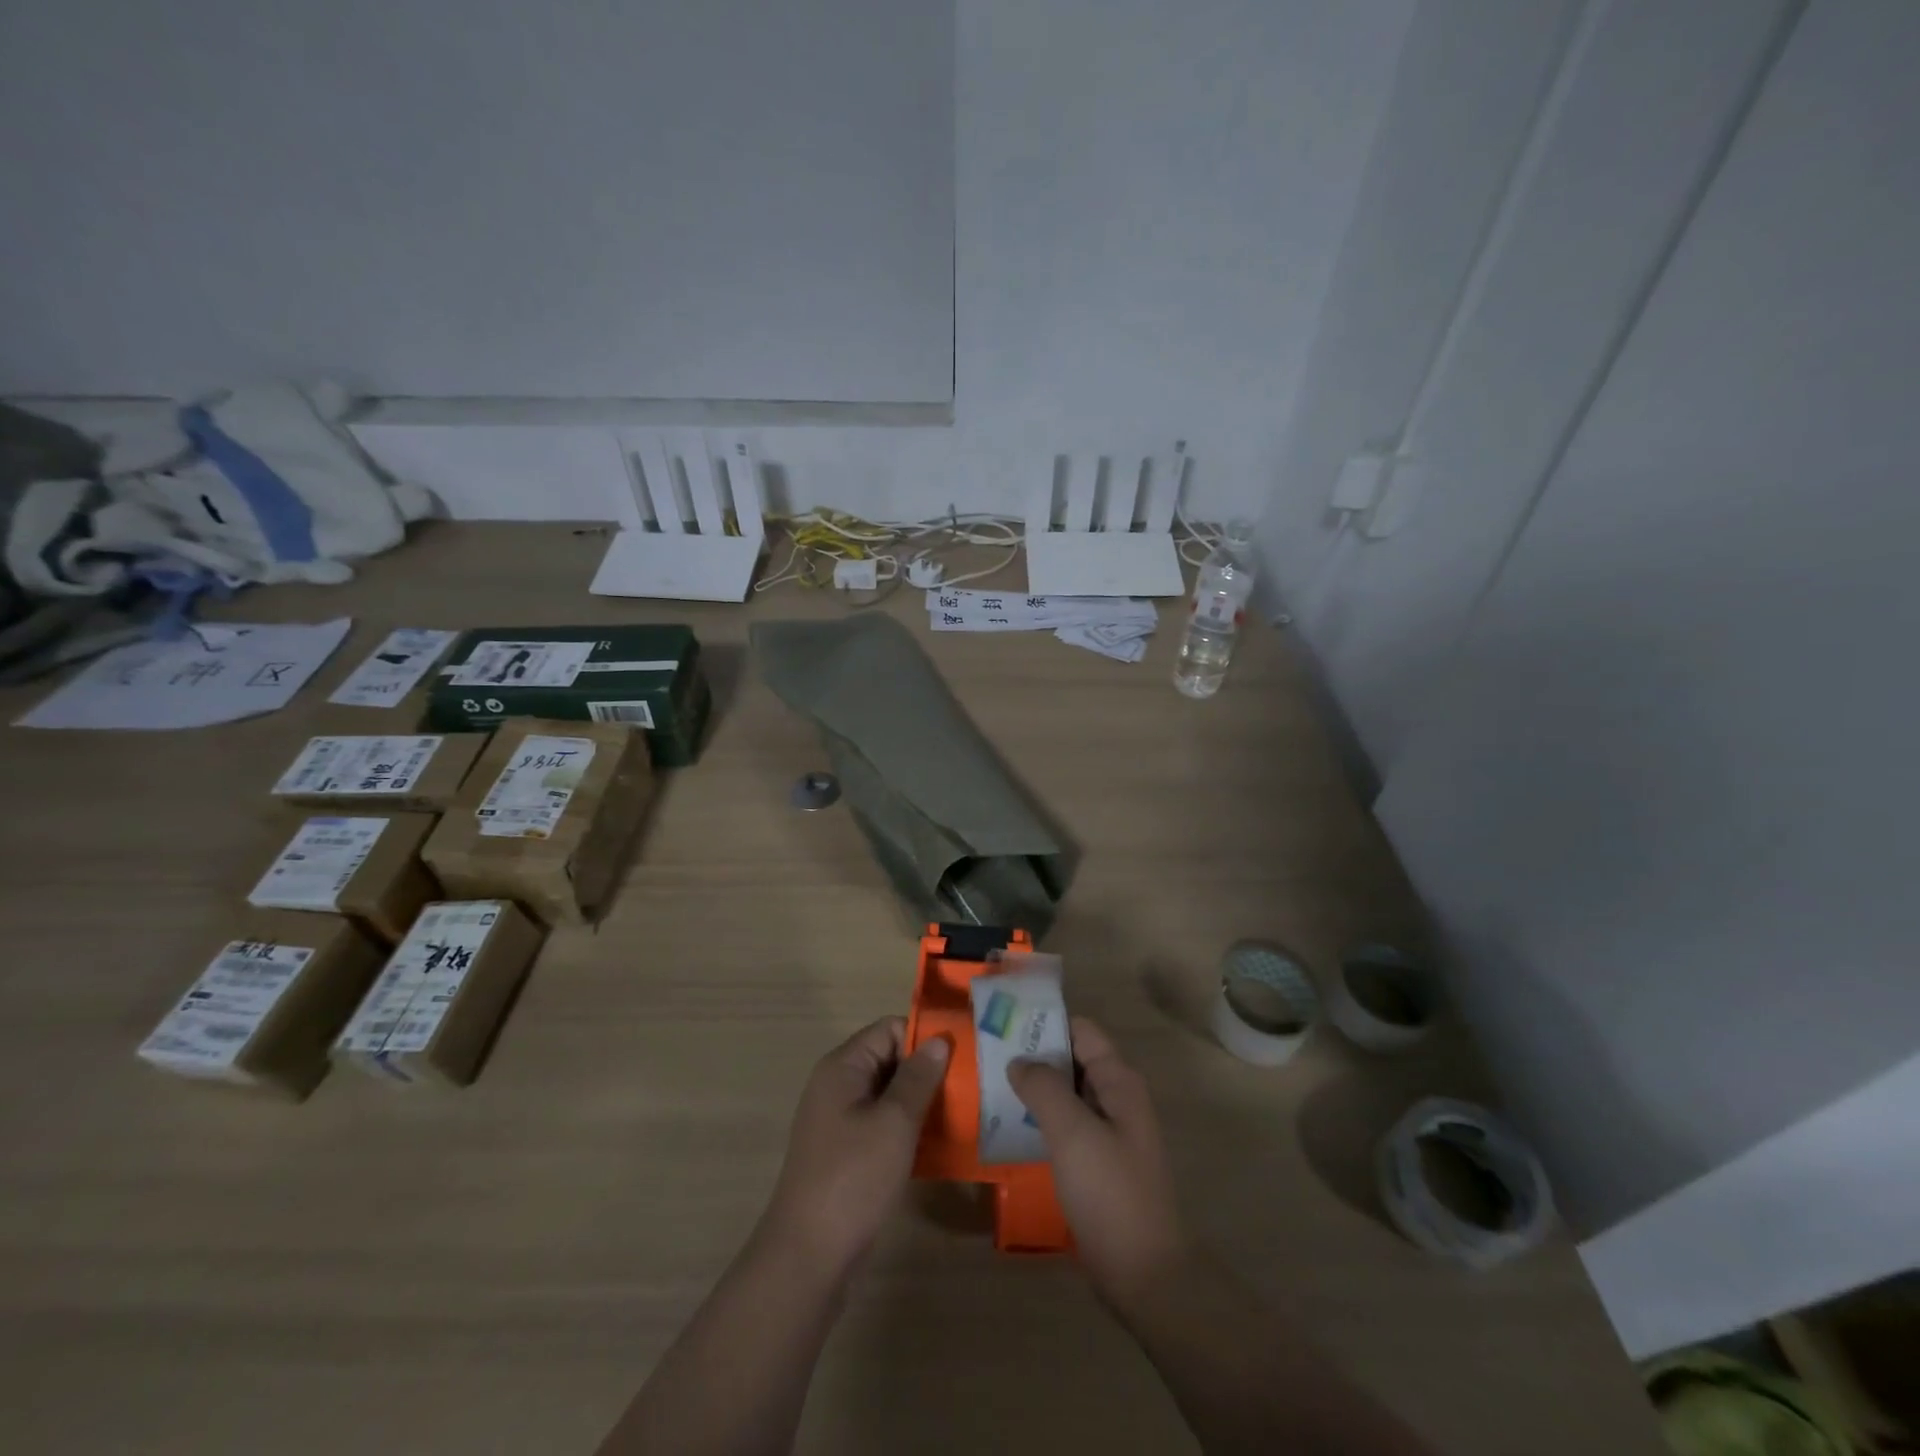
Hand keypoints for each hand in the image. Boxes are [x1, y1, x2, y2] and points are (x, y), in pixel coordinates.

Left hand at [759, 1017, 949, 1278]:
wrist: (808, 1257)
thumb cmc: (853, 1178)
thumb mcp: (894, 1123)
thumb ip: (918, 1077)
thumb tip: (939, 1039)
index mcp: (843, 1067)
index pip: (890, 1029)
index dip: (925, 1039)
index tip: (962, 1057)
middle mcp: (838, 1086)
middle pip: (891, 1059)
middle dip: (928, 1071)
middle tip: (971, 1087)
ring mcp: (841, 1121)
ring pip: (890, 1095)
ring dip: (922, 1103)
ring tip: (964, 1114)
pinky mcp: (847, 1153)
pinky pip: (884, 1125)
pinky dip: (909, 1130)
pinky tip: (940, 1145)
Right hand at [1008, 1017, 1187, 1307]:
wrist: (1145, 1276)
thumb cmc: (1111, 1193)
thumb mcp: (1073, 1133)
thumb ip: (1044, 1087)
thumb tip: (1018, 1060)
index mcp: (1119, 1082)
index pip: (1080, 1030)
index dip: (1045, 1021)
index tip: (1004, 1021)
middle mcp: (1116, 1099)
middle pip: (1071, 1060)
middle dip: (1033, 1054)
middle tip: (986, 1053)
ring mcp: (1108, 1133)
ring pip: (1065, 1095)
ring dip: (1033, 1088)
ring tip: (988, 1085)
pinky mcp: (1097, 1164)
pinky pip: (1064, 1127)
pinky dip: (1039, 1120)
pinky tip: (1007, 1127)